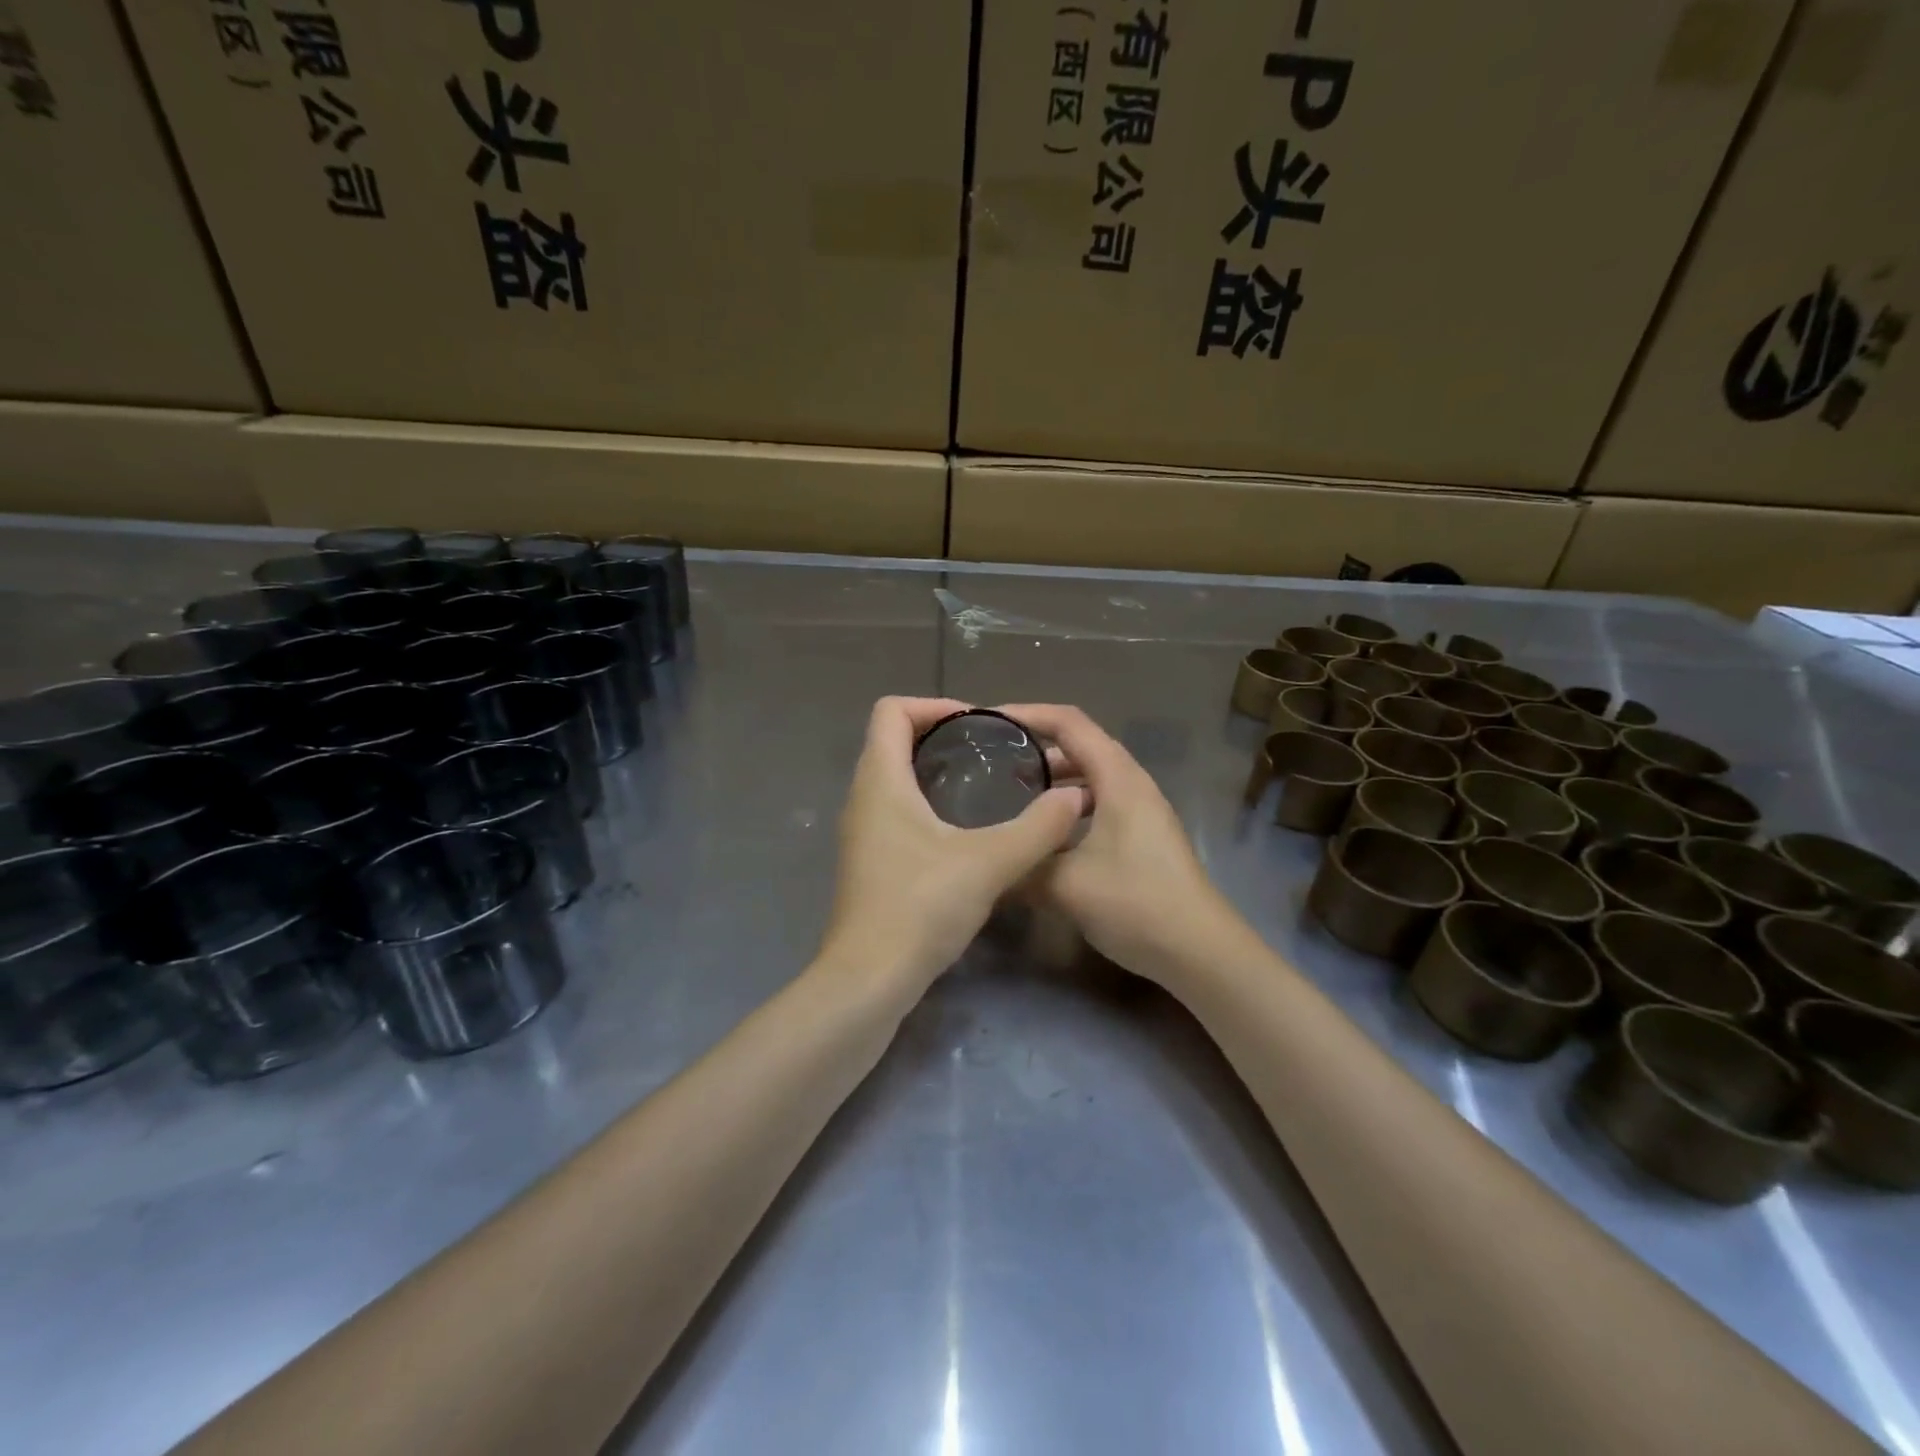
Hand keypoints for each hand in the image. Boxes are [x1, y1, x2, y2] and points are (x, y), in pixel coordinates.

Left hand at [817, 697, 1087, 999]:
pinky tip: (963, 832)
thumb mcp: (989, 863)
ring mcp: (861, 833)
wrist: (868, 980)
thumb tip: (1075, 798)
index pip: (891, 711)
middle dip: (939, 735)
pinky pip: (893, 811)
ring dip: (932, 770)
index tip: (977, 723)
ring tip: (983, 785)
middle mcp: (862, 798)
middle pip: (891, 741)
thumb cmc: (920, 908)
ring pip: (892, 778)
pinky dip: (925, 803)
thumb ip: (1037, 828)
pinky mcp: (868, 863)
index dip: (934, 704)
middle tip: (989, 751)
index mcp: (881, 781)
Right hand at [1004, 704, 1246, 983]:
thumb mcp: (1065, 885)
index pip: (1069, 723)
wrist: (1200, 952)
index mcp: (1118, 778)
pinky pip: (1098, 804)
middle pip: (1080, 746)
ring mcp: (1141, 811)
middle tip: (991, 763)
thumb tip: (984, 862)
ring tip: (1011, 796)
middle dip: (1035, 748)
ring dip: (1052, 781)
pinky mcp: (1142, 837)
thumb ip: (1020, 866)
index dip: (1027, 714)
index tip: (988, 721)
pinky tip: (1045, 836)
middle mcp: (1132, 784)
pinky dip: (1067, 808)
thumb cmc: (1135, 903)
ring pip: (1089, 779)